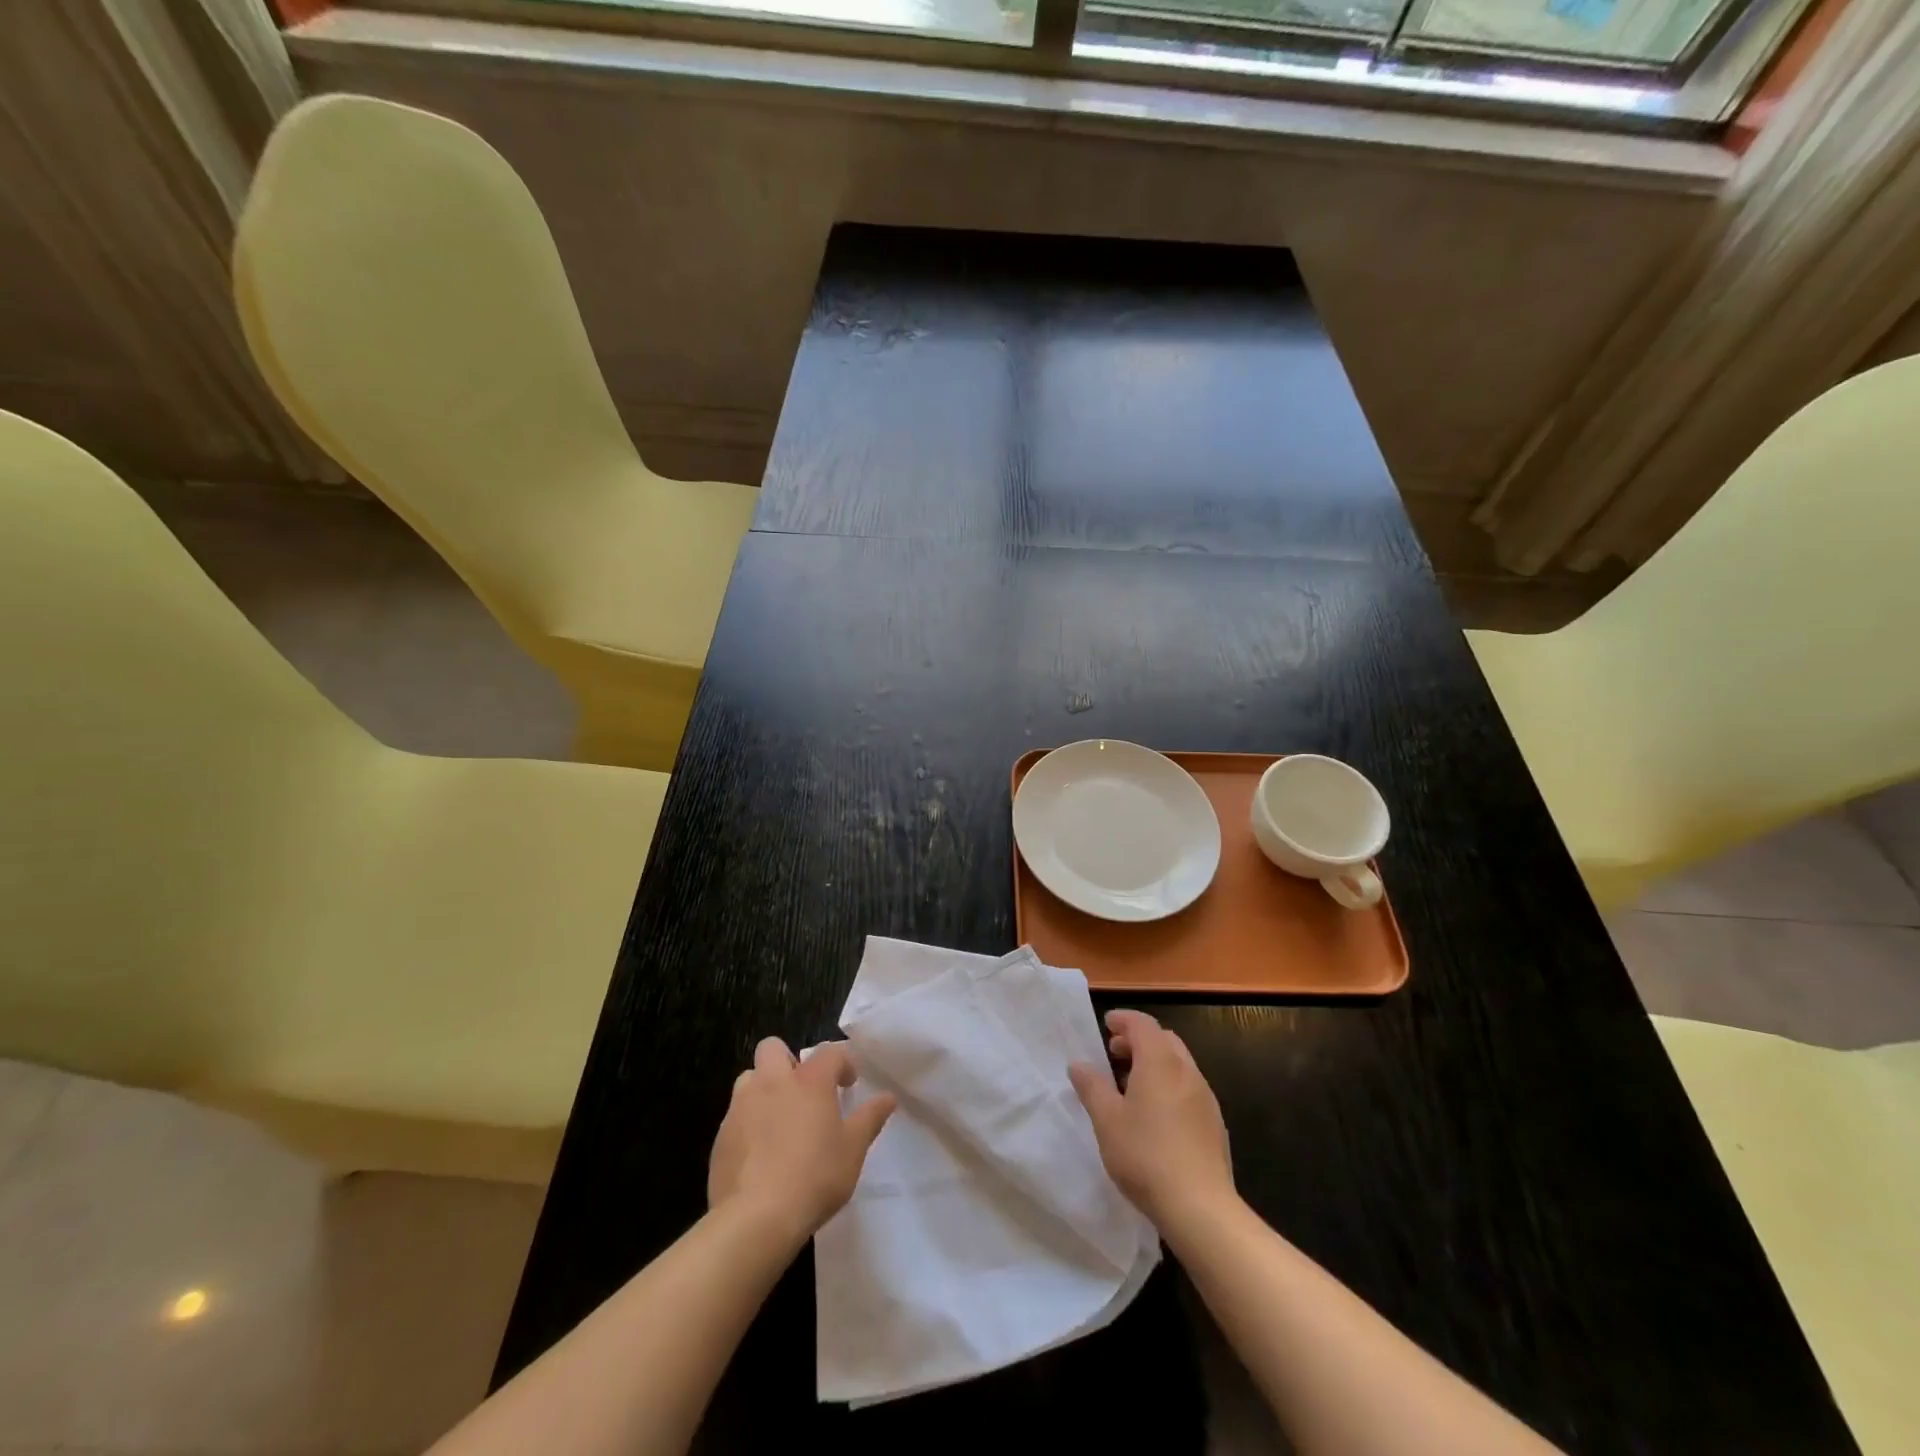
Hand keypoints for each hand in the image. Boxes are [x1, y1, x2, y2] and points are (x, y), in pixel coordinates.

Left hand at [708, 1037, 895, 1249]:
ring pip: (749, 1078)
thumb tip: (888, 1097)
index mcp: (809, 1080)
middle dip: (788, 1061)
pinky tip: (760, 1153)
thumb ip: (870, 1119)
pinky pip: (736, 1115)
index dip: (842, 1063)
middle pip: (773, 1048)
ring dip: (764, 1088)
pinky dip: (749, 1123)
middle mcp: (772, 1082)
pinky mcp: (722, 1135)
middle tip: (803, 1092)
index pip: (829, 1052)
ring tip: (778, 1120)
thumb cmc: (814, 1177)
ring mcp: (741, 1107)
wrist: (755, 1219)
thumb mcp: (853, 1150)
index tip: (848, 1084)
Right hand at [1069, 1009, 1233, 1230]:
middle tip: (1115, 1054)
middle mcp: (1187, 1071)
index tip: (1106, 1025)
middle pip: (1164, 1040)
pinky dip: (1169, 1085)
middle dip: (1139, 1040)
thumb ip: (1092, 1087)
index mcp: (1160, 1062)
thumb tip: (1079, 1064)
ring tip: (1131, 1087)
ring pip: (1179, 1064)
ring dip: (1155, 1064)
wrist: (1201, 1207)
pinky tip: (1156, 1116)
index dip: (1123, 1020)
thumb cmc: (1146, 1155)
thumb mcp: (1107, 1120)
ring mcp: (1206, 1098)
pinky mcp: (1214, 1124)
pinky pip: (1189, 1089)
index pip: (1142, 1024)